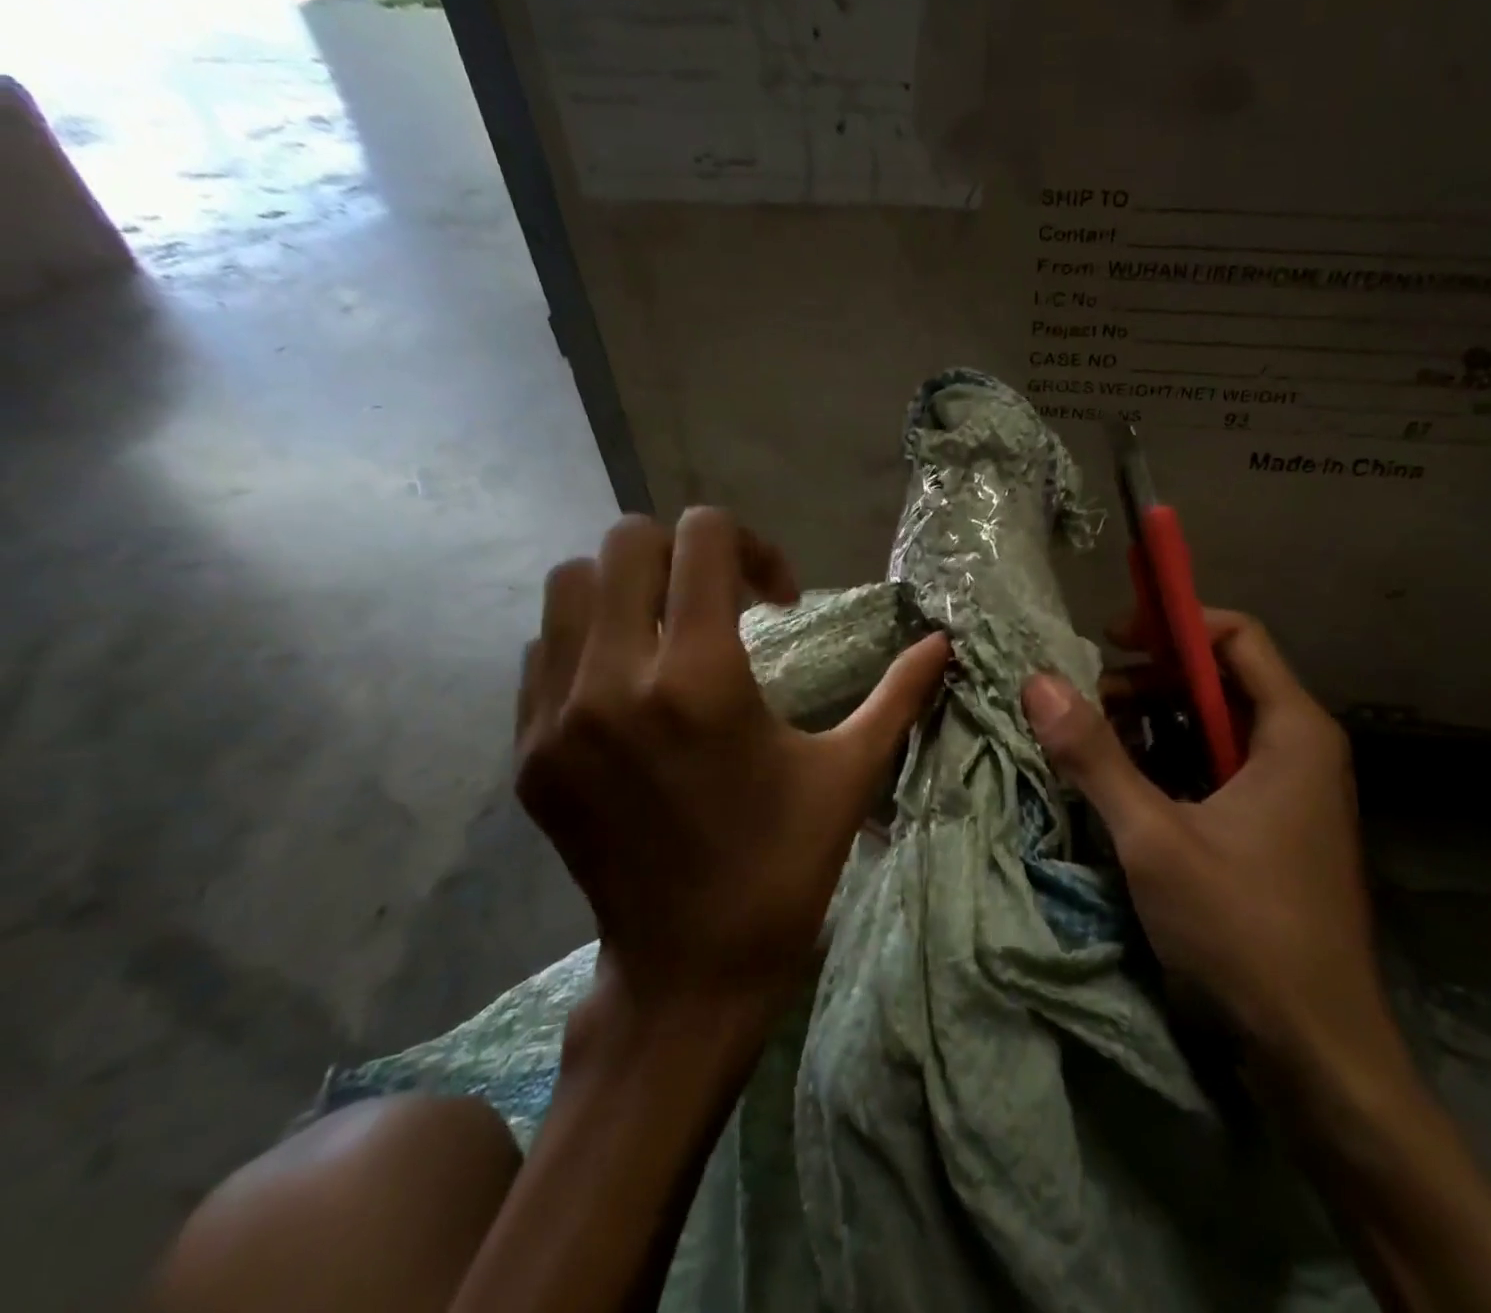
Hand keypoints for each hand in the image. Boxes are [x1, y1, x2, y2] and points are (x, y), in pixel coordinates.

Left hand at [516, 509, 949, 1025]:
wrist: (689, 970)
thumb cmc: (784, 863)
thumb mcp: (850, 772)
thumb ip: (900, 694)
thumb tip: (944, 641)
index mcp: (700, 679)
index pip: (702, 538)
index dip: (753, 545)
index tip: (780, 598)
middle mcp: (613, 682)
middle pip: (626, 543)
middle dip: (687, 552)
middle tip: (725, 600)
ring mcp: (556, 718)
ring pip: (569, 584)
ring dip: (630, 587)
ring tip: (673, 631)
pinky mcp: (527, 753)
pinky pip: (544, 650)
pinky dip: (590, 638)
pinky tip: (634, 684)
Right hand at [1022, 612, 1398, 1084]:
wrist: (1319, 1056)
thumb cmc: (1245, 932)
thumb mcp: (1155, 838)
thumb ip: (1096, 757)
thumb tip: (1039, 682)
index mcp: (1293, 731)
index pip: (1237, 636)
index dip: (1172, 625)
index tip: (1110, 639)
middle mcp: (1300, 749)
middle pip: (1219, 679)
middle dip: (1149, 681)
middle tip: (1087, 703)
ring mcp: (1290, 793)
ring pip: (1213, 728)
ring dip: (1153, 726)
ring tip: (1093, 746)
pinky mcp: (1273, 831)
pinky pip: (1217, 771)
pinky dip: (1170, 766)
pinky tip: (1125, 791)